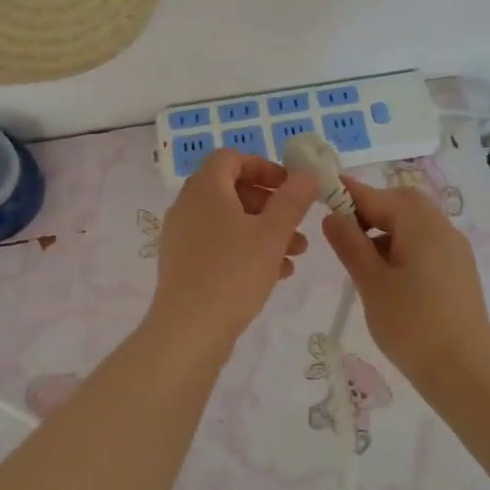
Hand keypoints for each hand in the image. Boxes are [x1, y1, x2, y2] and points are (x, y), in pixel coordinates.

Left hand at [149, 149, 316, 349]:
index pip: (231, 158)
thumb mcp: (272, 233)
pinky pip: (219, 245)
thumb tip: (307, 173)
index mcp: (205, 189)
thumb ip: (292, 200)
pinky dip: (247, 249)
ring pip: (229, 221)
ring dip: (264, 230)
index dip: (263, 167)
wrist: (189, 330)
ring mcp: (182, 236)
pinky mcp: (183, 264)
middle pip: (232, 190)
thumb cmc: (233, 272)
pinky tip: (277, 273)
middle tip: (298, 221)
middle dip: (270, 203)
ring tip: (297, 252)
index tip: (290, 186)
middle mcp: (188, 206)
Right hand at [321, 177, 489, 382]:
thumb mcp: (371, 283)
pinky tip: (388, 276)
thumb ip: (349, 244)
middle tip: (342, 232)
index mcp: (419, 224)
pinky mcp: (459, 271)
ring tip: (361, 260)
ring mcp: (454, 249)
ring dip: (385, 229)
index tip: (318, 190)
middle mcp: (441, 227)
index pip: (375, 196)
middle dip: (369, 208)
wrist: (466, 374)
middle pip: (400, 202)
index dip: (345, 192)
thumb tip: (332, 215)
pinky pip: (425, 243)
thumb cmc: (412, 325)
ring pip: (414, 223)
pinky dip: (402, 245)